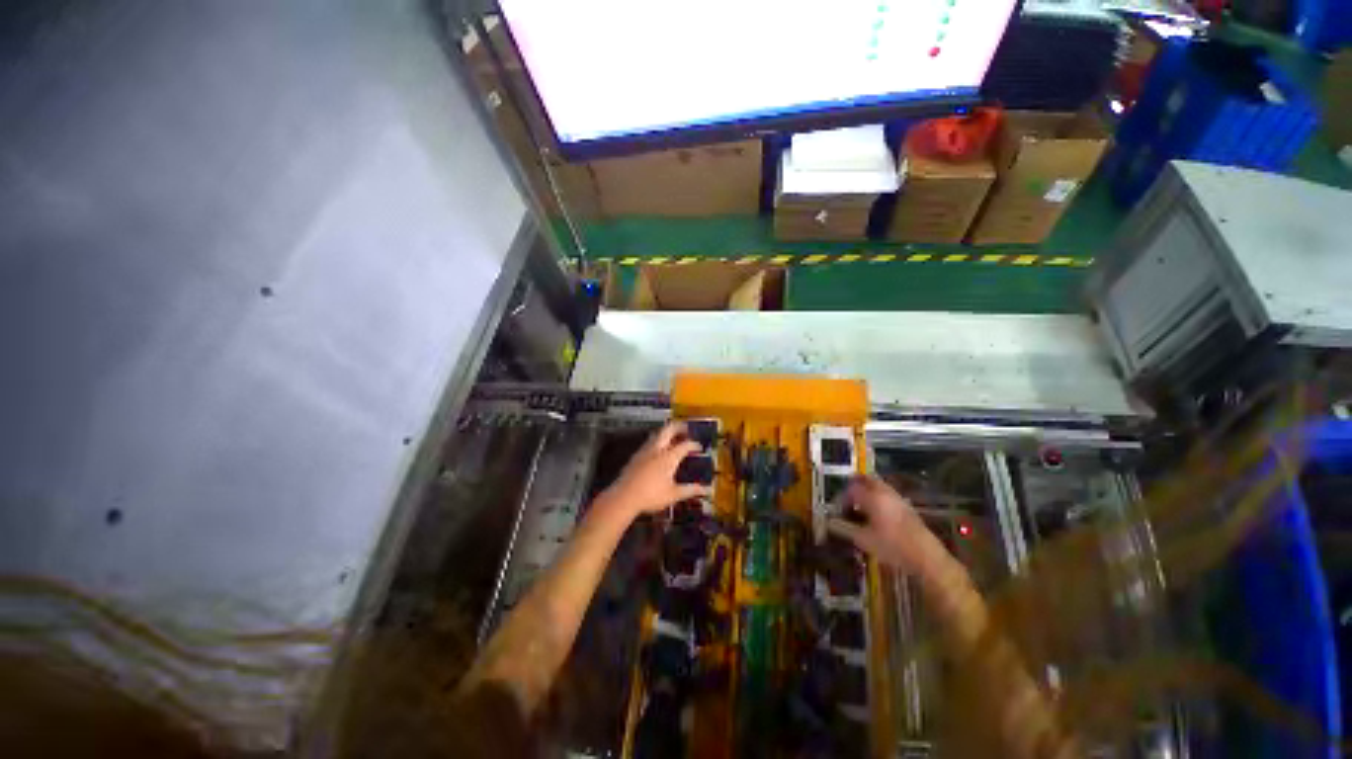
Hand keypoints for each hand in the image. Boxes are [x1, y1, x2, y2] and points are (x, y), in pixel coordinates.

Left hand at [600, 422, 712, 518]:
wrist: (624, 497)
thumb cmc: (651, 496)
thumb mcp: (674, 495)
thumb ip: (690, 490)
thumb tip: (706, 490)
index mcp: (668, 457)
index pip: (684, 445)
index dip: (693, 444)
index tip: (699, 447)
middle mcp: (656, 450)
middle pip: (668, 430)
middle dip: (678, 427)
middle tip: (686, 429)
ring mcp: (643, 452)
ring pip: (656, 435)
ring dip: (666, 433)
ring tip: (673, 437)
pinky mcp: (634, 457)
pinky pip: (648, 443)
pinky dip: (657, 441)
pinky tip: (657, 451)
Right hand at [827, 475, 947, 575]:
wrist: (921, 551)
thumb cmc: (891, 545)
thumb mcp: (864, 540)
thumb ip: (845, 529)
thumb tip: (830, 523)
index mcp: (874, 497)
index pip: (852, 488)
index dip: (841, 497)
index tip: (836, 510)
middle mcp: (886, 492)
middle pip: (868, 480)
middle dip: (855, 486)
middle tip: (845, 500)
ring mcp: (897, 497)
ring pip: (879, 486)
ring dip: (866, 491)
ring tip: (858, 508)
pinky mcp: (905, 505)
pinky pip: (886, 494)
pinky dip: (876, 498)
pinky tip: (874, 515)